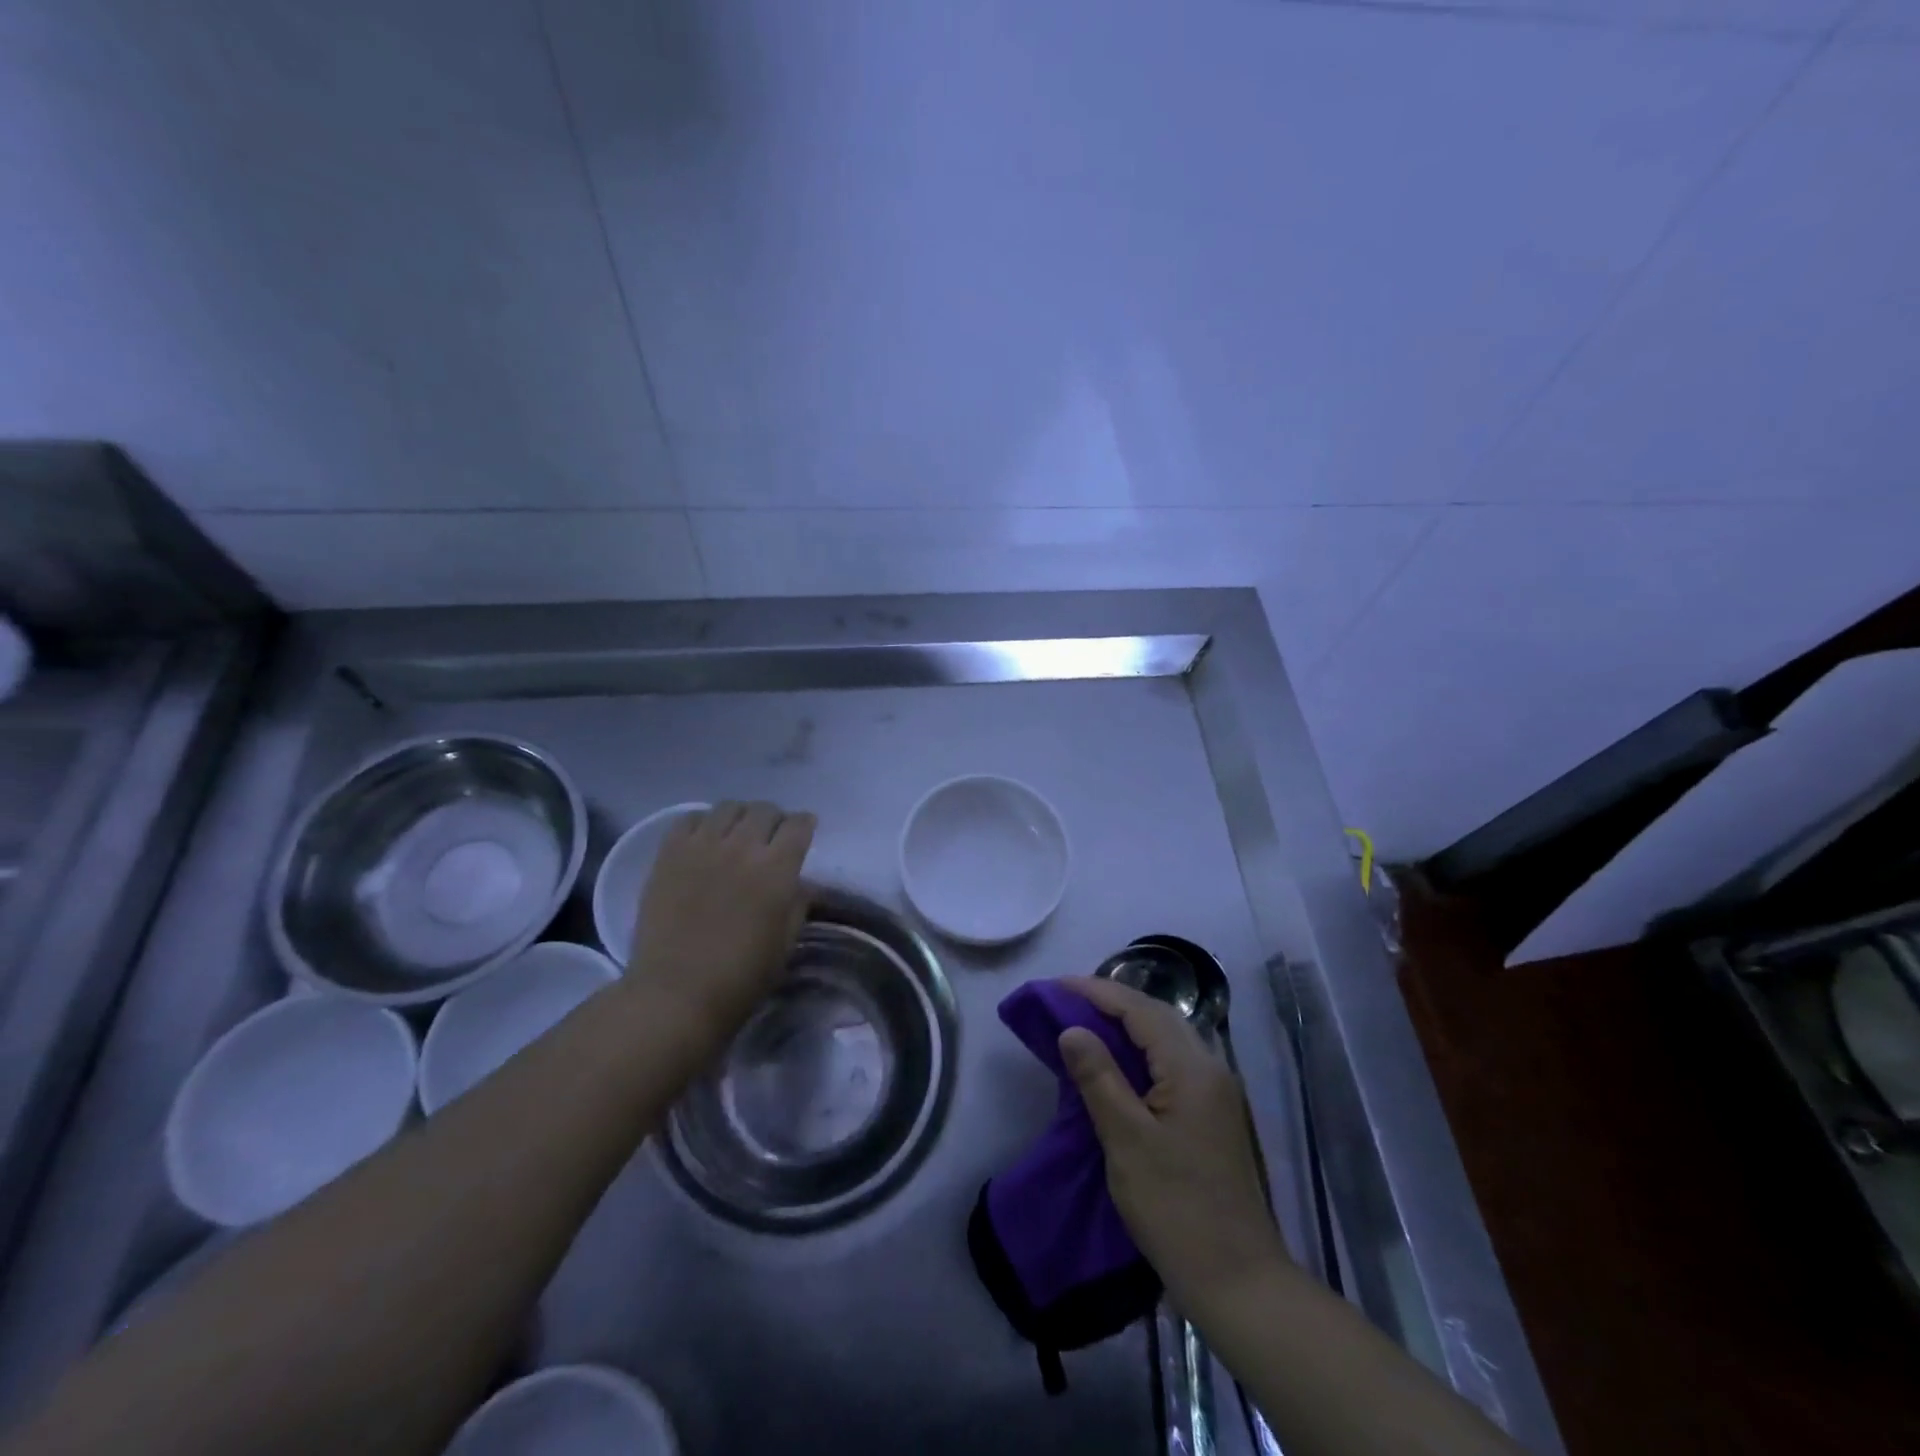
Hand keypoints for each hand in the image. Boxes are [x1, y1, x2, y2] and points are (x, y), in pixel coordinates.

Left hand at [624, 801, 815, 1047]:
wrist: (676, 995)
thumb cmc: (741, 978)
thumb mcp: (785, 942)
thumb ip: (797, 903)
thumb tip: (798, 882)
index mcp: (777, 869)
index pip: (799, 825)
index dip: (804, 825)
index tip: (803, 832)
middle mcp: (742, 847)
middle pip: (765, 810)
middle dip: (774, 819)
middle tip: (771, 837)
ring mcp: (702, 847)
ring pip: (729, 807)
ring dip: (740, 816)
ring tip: (737, 834)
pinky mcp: (669, 854)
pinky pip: (689, 819)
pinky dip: (703, 823)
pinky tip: (704, 840)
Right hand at [1059, 976, 1288, 1312]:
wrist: (1239, 1281)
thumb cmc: (1176, 1208)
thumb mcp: (1126, 1141)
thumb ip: (1099, 1078)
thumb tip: (1072, 1029)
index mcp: (1192, 1068)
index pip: (1140, 1010)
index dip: (1096, 993)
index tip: (1056, 986)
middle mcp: (1211, 1067)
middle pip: (1158, 1015)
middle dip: (1113, 1001)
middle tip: (1068, 999)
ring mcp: (1218, 1091)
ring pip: (1169, 1036)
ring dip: (1128, 1022)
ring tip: (1087, 1020)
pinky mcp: (1215, 1114)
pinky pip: (1174, 1060)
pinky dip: (1143, 1048)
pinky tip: (1121, 1060)